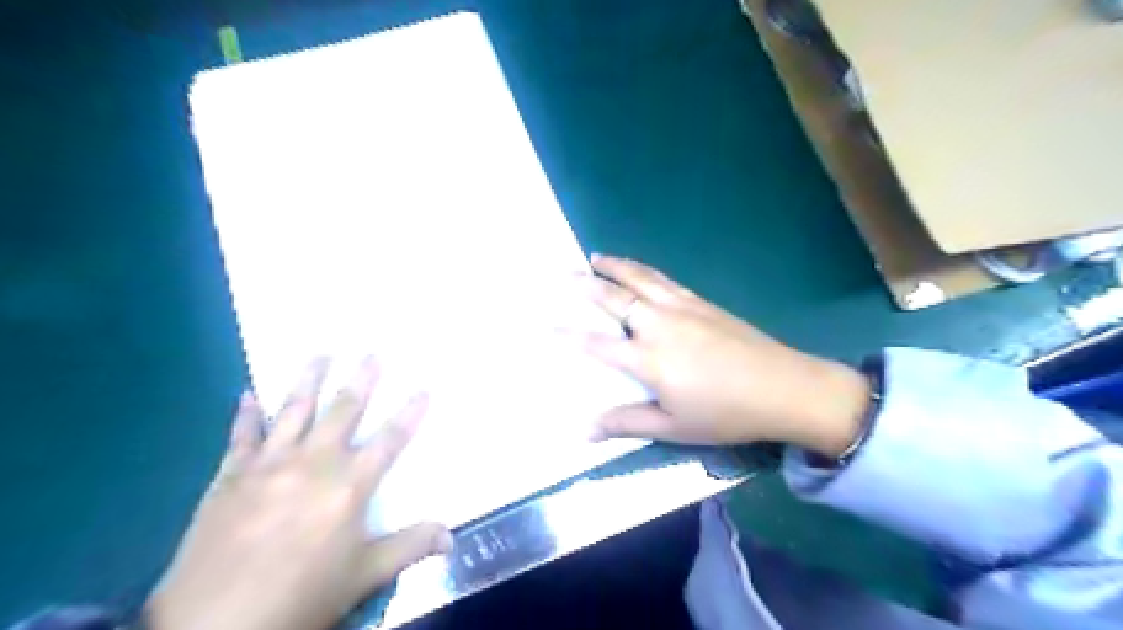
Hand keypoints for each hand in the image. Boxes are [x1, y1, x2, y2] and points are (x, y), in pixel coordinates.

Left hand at [146, 357, 451, 629]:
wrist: (214, 625)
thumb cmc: (301, 595)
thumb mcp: (364, 577)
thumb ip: (409, 548)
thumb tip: (452, 536)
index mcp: (349, 485)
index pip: (390, 440)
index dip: (410, 413)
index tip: (424, 387)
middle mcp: (314, 463)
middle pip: (343, 411)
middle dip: (361, 380)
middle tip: (371, 352)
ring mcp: (269, 465)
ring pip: (294, 411)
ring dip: (308, 380)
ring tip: (319, 353)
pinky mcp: (230, 476)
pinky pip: (242, 435)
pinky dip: (246, 414)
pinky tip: (248, 393)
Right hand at [572, 256, 866, 456]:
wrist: (783, 387)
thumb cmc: (725, 413)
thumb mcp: (673, 427)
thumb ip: (627, 423)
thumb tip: (585, 430)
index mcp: (648, 358)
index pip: (598, 343)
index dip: (570, 333)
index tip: (547, 323)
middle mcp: (659, 325)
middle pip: (616, 298)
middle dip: (587, 284)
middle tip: (564, 272)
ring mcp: (682, 308)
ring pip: (640, 279)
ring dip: (615, 266)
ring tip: (595, 256)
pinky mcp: (701, 302)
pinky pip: (664, 279)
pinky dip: (643, 269)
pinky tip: (639, 269)